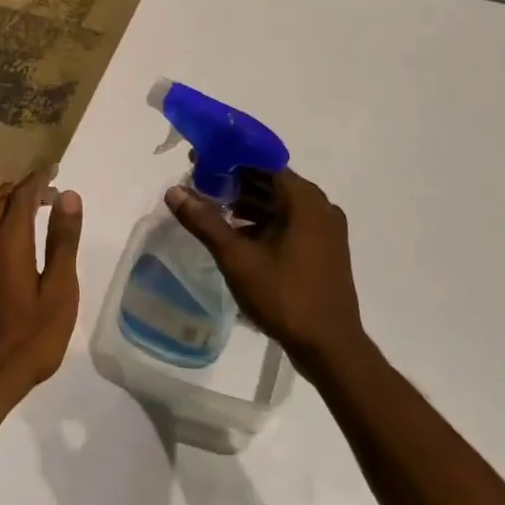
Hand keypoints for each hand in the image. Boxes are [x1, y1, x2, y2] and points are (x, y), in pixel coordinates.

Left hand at [0, 165, 82, 400]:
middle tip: (48, 190)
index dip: (38, 179)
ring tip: (25, 203)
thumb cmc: (30, 338)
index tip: (55, 170)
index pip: (22, 196)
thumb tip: (68, 196)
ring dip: (4, 202)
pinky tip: (4, 235)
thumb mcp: (59, 291)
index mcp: (8, 241)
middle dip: (23, 189)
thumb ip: (62, 241)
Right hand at [164, 168, 365, 369]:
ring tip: (210, 208)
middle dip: (234, 180)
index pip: (262, 162)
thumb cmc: (285, 296)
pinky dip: (262, 221)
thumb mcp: (237, 258)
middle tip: (199, 184)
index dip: (229, 157)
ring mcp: (325, 230)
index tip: (199, 160)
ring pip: (279, 203)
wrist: (330, 347)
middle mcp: (320, 207)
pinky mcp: (324, 249)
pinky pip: (289, 222)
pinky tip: (235, 234)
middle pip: (271, 181)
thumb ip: (205, 221)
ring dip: (247, 202)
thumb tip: (174, 191)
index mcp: (305, 200)